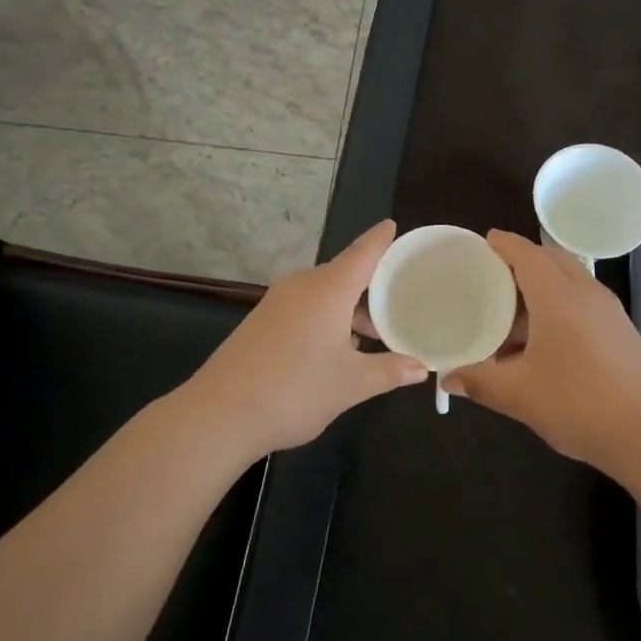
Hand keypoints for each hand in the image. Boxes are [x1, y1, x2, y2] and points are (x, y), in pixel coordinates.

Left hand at [186, 220, 426, 458]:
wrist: (219, 414)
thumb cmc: (295, 390)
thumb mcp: (351, 384)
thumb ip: (389, 370)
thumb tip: (420, 367)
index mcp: (328, 289)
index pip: (363, 252)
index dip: (381, 239)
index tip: (393, 226)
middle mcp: (302, 286)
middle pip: (344, 274)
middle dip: (371, 287)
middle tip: (399, 301)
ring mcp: (277, 303)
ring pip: (323, 294)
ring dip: (348, 309)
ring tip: (373, 334)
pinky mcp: (261, 322)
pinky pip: (304, 308)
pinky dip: (326, 318)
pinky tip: (336, 350)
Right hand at [443, 231, 640, 472]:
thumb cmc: (579, 403)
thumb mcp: (519, 394)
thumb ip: (480, 381)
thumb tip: (447, 379)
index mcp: (558, 297)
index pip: (528, 254)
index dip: (505, 244)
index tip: (485, 241)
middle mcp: (585, 293)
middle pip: (552, 260)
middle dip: (524, 260)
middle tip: (494, 275)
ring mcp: (609, 312)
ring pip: (570, 281)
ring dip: (543, 285)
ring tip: (513, 313)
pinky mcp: (621, 332)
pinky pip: (583, 302)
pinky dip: (560, 304)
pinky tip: (544, 340)